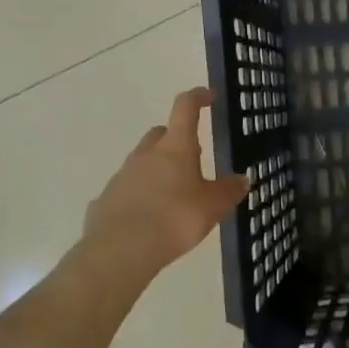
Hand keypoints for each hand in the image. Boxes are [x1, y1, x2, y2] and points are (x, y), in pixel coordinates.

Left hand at [77, 88, 249, 283]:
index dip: (198, 97)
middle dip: (175, 138)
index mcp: (175, 148)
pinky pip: (127, 190)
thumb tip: (242, 179)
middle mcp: (146, 154)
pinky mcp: (106, 200)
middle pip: (160, 134)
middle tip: (193, 156)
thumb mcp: (213, 207)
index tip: (208, 95)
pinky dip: (140, 195)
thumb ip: (229, 191)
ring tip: (174, 193)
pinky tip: (149, 217)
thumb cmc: (174, 219)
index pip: (185, 108)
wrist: (120, 251)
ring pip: (142, 162)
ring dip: (158, 168)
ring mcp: (122, 176)